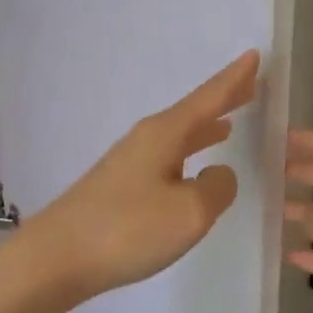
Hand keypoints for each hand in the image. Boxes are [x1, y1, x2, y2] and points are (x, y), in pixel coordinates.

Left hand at [21, 51, 259, 301]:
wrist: (57, 257)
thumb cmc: (128, 229)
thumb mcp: (189, 212)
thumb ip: (216, 188)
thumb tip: (219, 174)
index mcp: (164, 134)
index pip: (208, 98)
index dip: (234, 79)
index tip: (254, 55)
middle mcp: (146, 139)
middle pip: (192, 113)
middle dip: (221, 100)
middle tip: (249, 85)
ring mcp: (129, 163)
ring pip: (178, 136)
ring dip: (204, 128)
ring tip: (228, 122)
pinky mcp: (119, 187)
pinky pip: (166, 158)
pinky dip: (187, 154)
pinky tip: (190, 169)